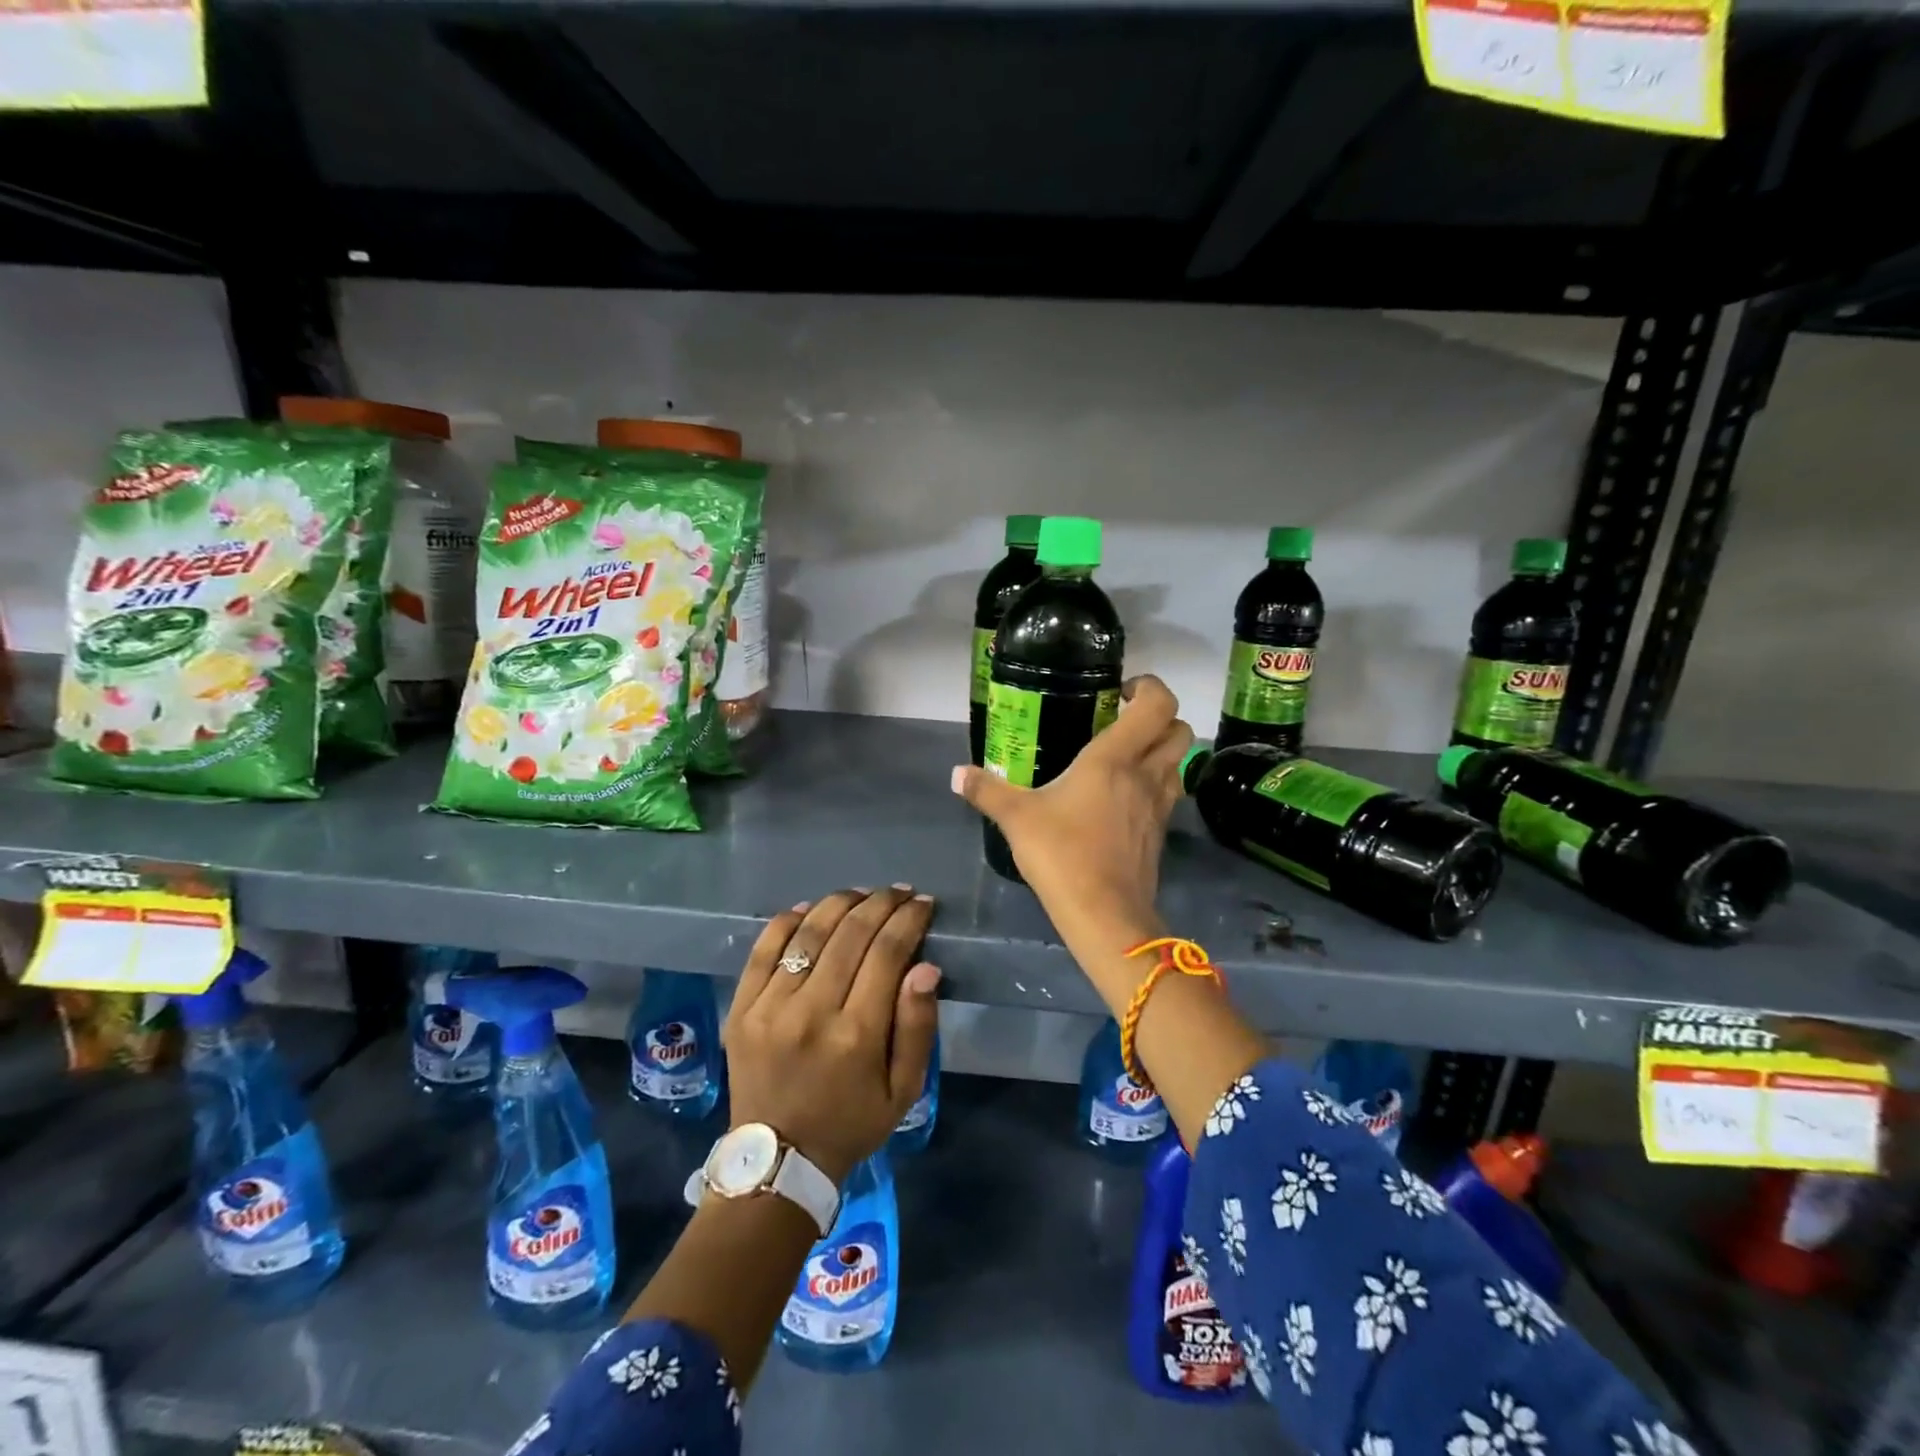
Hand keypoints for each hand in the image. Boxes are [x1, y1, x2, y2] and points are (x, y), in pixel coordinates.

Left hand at [723, 887, 940, 1185]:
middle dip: (881, 903)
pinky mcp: (742, 1006)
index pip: (888, 953)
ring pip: (809, 932)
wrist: (777, 1161)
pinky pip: (765, 948)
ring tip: (862, 895)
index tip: (923, 903)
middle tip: (899, 892)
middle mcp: (812, 1011)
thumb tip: (926, 967)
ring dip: (840, 903)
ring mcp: (770, 1006)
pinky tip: (810, 908)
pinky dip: (789, 920)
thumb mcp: (903, 1090)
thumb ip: (918, 1027)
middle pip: (851, 933)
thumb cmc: (851, 1123)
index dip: (908, 920)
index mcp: (857, 1034)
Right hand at [952, 675, 1192, 958]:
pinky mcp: (1160, 833)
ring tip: (1124, 757)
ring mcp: (1159, 805)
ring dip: (1161, 750)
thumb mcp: (1017, 819)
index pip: (1158, 704)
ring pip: (1179, 762)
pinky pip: (1169, 793)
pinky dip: (1156, 782)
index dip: (1148, 687)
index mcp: (1115, 758)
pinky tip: (1123, 797)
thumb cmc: (1062, 854)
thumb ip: (987, 791)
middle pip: (1179, 729)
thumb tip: (956, 774)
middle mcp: (1146, 774)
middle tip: (1123, 721)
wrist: (1105, 915)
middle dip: (1159, 717)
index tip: (1120, 692)